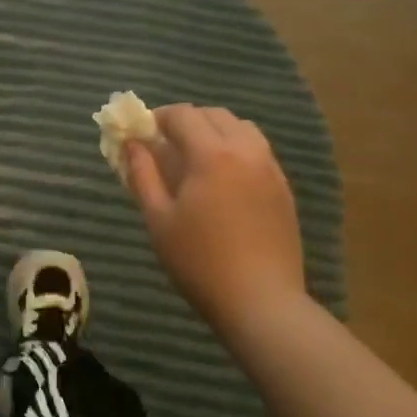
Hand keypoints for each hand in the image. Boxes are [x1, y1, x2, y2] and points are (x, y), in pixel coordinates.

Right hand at [124, 104, 307, 336]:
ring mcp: (270, 169)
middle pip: (214, 114)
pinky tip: (223, 180)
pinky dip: (236, 149)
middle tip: (166, 146)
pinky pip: (258, 151)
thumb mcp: (158, 218)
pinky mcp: (284, 188)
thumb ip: (142, 174)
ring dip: (214, 131)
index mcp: (211, 154)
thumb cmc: (199, 261)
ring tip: (196, 159)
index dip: (158, 117)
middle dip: (186, 121)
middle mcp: (246, 150)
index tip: (142, 134)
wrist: (261, 302)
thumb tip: (132, 144)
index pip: (182, 114)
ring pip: (241, 128)